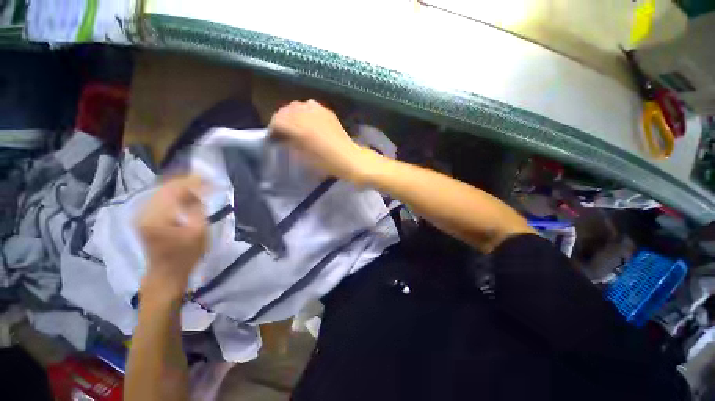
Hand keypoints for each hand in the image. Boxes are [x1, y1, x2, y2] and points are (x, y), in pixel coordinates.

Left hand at [137, 175, 206, 298]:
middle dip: (187, 182)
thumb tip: (199, 190)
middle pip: (166, 187)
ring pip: (162, 190)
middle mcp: (145, 212)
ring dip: (181, 186)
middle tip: (206, 181)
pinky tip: (186, 194)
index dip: (193, 182)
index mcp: (157, 217)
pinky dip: (174, 193)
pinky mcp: (145, 217)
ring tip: (198, 186)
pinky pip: (160, 197)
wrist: (166, 273)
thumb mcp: (198, 232)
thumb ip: (198, 208)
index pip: (174, 190)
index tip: (209, 179)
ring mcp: (142, 214)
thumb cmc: (186, 255)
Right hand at [269, 99, 373, 181]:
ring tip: (294, 125)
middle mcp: (306, 114)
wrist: (349, 158)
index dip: (273, 129)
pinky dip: (304, 111)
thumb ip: (291, 143)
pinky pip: (309, 105)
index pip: (277, 121)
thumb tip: (282, 137)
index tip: (273, 138)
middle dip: (280, 120)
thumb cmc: (327, 163)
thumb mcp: (304, 156)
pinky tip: (307, 120)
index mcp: (299, 128)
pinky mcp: (326, 111)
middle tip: (282, 131)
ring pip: (296, 106)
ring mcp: (317, 110)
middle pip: (284, 111)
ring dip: (291, 114)